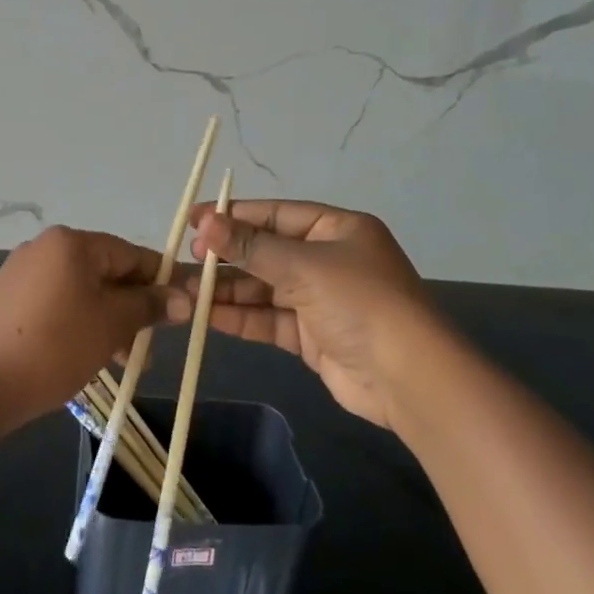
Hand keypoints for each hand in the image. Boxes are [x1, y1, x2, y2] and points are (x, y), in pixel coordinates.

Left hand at [0, 226, 183, 425]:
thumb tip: (184, 298)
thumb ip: (149, 305)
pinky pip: (57, 302)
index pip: (131, 254)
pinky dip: (78, 323)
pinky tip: (85, 355)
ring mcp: (22, 271)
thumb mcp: (112, 324)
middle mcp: (45, 247)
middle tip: (147, 348)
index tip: (182, 310)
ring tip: (119, 361)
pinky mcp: (7, 298)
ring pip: (82, 290)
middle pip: (105, 271)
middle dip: (131, 308)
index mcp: (72, 242)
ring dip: (107, 320)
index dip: (160, 281)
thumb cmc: (55, 346)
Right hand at [186, 200, 436, 432]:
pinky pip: (269, 318)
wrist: (407, 378)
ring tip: (186, 291)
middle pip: (267, 251)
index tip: (195, 219)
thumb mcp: (303, 266)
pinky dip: (241, 317)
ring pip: (264, 287)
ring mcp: (320, 299)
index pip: (276, 214)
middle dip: (227, 256)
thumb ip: (251, 247)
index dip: (235, 215)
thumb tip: (205, 224)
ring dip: (227, 289)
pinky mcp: (312, 335)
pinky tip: (207, 315)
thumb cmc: (359, 302)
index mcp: (337, 229)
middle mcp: (328, 259)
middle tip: (187, 259)